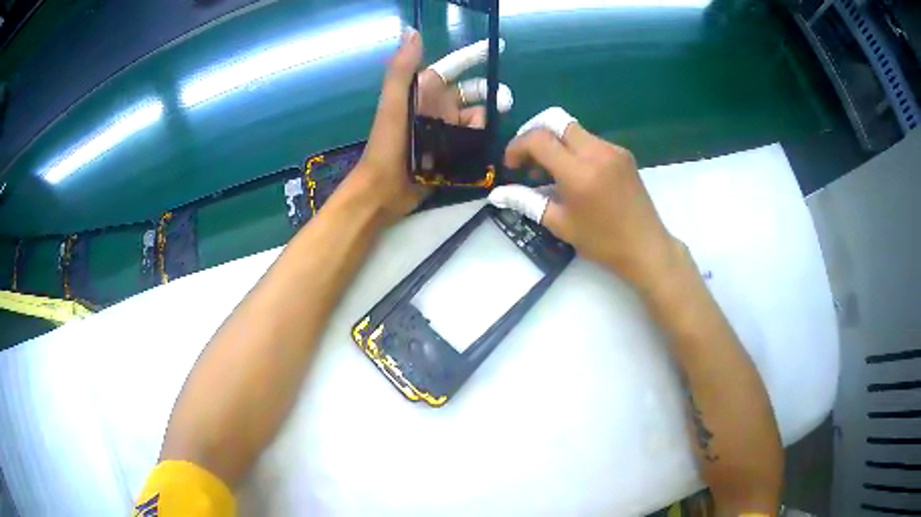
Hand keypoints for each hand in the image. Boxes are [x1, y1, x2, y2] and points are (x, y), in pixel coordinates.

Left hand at [350, 34, 513, 222]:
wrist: (385, 189)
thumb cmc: (388, 143)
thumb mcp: (393, 103)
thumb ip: (403, 68)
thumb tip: (413, 31)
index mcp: (424, 91)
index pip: (454, 67)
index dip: (474, 55)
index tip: (498, 47)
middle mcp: (438, 106)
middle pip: (473, 92)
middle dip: (490, 93)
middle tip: (503, 103)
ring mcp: (446, 129)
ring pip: (478, 117)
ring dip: (486, 120)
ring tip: (482, 133)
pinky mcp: (452, 150)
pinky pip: (475, 139)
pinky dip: (482, 139)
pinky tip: (486, 145)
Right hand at [490, 108, 682, 290]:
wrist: (646, 247)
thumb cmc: (602, 242)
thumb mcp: (560, 224)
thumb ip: (526, 202)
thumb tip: (497, 194)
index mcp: (579, 172)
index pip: (539, 139)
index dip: (517, 146)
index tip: (512, 166)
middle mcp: (597, 152)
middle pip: (556, 121)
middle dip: (535, 135)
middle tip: (528, 160)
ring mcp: (613, 150)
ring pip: (574, 130)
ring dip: (555, 142)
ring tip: (550, 172)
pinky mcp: (623, 153)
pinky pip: (590, 140)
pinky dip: (574, 149)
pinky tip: (574, 174)